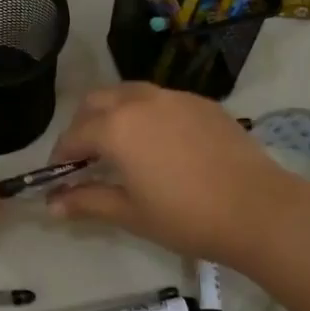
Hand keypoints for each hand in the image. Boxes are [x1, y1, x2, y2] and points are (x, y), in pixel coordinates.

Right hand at [44, 84, 309, 265]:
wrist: (257, 209)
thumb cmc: (186, 216)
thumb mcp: (130, 213)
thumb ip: (87, 201)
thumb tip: (52, 205)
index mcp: (116, 127)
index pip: (74, 135)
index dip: (61, 156)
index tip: (59, 177)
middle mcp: (140, 101)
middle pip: (97, 102)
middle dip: (83, 125)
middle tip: (86, 157)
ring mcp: (175, 97)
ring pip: (129, 94)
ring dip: (114, 114)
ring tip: (121, 147)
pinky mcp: (202, 103)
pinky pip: (161, 100)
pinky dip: (146, 115)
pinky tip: (160, 144)